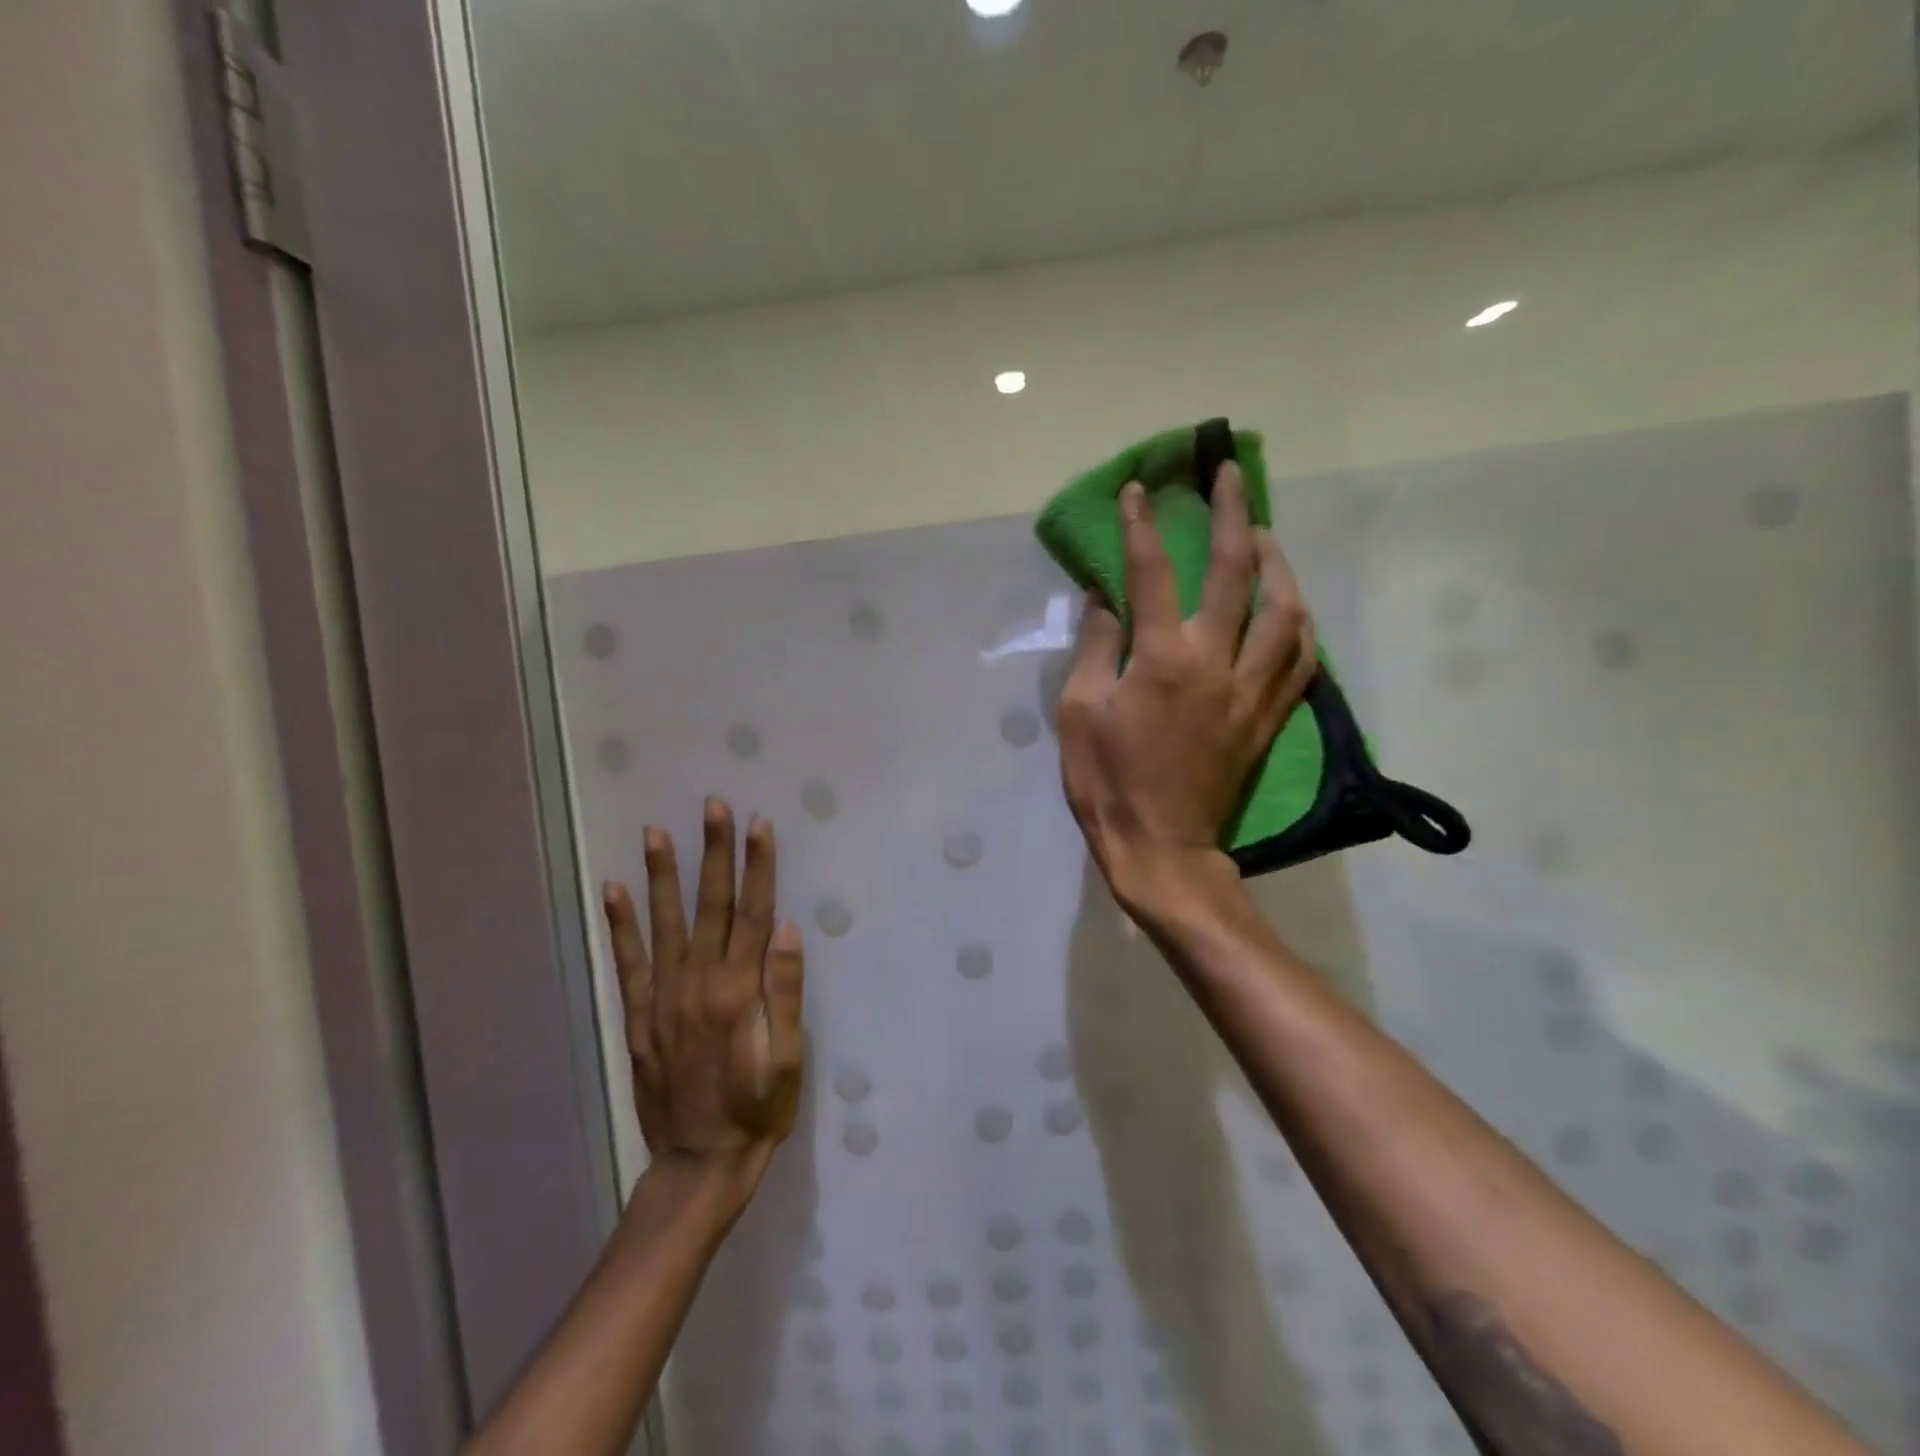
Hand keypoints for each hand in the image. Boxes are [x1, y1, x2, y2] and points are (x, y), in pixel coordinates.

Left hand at [603, 798, 804, 1200]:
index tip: (759, 824)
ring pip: (665, 922)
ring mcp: (664, 996)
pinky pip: (628, 961)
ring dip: (662, 874)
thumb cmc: (759, 1109)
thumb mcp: (789, 1058)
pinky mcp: (640, 1015)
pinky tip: (613, 890)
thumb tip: (784, 928)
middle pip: (711, 904)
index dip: (759, 865)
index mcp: (740, 990)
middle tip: (712, 806)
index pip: (753, 912)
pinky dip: (619, 924)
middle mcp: (699, 982)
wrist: (700, 1161)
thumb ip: (785, 991)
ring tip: (656, 831)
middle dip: (715, 852)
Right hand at [1057, 464, 1317, 911]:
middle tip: (1228, 475)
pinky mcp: (1268, 716)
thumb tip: (1104, 599)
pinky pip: (1300, 656)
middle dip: (1232, 513)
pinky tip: (1288, 605)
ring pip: (1286, 608)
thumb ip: (1096, 648)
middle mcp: (1216, 661)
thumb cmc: (1107, 782)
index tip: (1139, 491)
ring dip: (1278, 562)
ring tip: (1263, 537)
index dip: (1143, 526)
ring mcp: (1251, 689)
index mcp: (1162, 659)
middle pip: (1235, 570)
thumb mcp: (1077, 713)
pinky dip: (1297, 621)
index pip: (1152, 572)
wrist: (1162, 848)